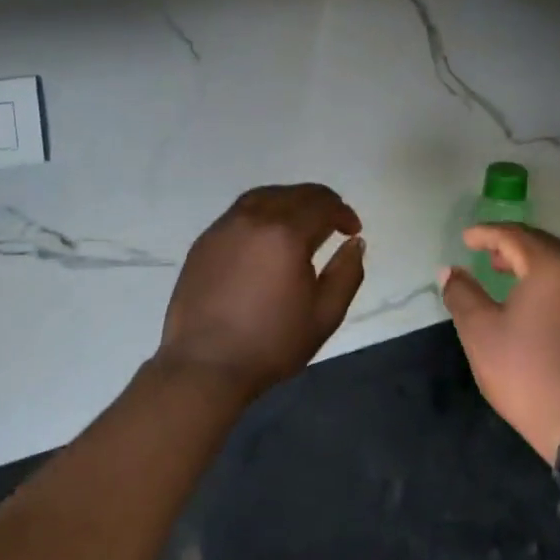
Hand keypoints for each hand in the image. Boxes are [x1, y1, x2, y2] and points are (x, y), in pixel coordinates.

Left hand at [156, 184, 364, 401]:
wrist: (205, 365)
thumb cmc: (271, 344)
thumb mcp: (324, 315)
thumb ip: (347, 273)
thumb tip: (355, 243)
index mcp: (286, 234)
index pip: (322, 205)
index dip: (343, 213)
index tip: (353, 230)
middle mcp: (254, 219)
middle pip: (294, 194)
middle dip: (320, 202)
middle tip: (333, 221)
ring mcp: (225, 226)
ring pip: (264, 196)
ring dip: (289, 201)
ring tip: (301, 221)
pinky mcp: (205, 240)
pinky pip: (240, 212)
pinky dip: (262, 211)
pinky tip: (266, 235)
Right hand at [440, 225, 559, 464]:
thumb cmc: (526, 373)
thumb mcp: (480, 331)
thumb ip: (461, 293)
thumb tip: (449, 271)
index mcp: (552, 268)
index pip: (515, 236)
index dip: (486, 233)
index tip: (465, 238)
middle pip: (542, 243)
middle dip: (510, 242)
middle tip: (484, 251)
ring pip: (559, 263)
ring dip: (529, 260)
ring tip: (502, 271)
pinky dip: (547, 278)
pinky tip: (530, 299)